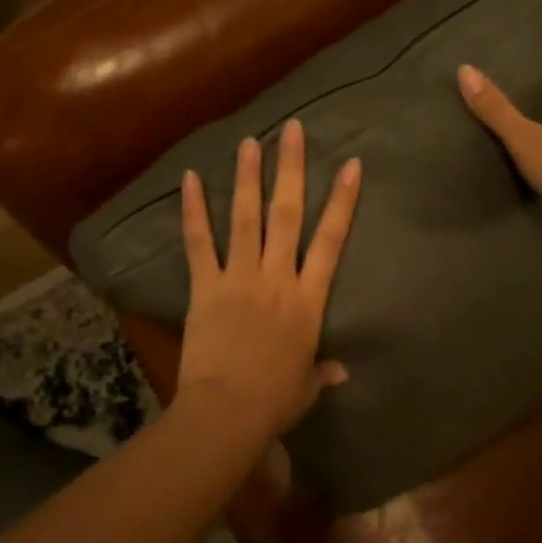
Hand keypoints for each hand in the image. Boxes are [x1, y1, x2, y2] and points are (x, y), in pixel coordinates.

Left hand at [176, 119, 361, 447]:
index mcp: (308, 300)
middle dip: (291, 170)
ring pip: (246, 219)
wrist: (228, 411)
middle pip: (288, 215)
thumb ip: (323, 371)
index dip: (343, 201)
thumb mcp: (307, 387)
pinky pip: (199, 243)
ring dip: (248, 178)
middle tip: (292, 131)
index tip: (351, 165)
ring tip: (250, 141)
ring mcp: (239, 279)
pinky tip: (189, 178)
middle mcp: (277, 278)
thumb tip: (341, 371)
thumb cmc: (275, 401)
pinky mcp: (205, 288)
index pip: (331, 240)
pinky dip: (194, 210)